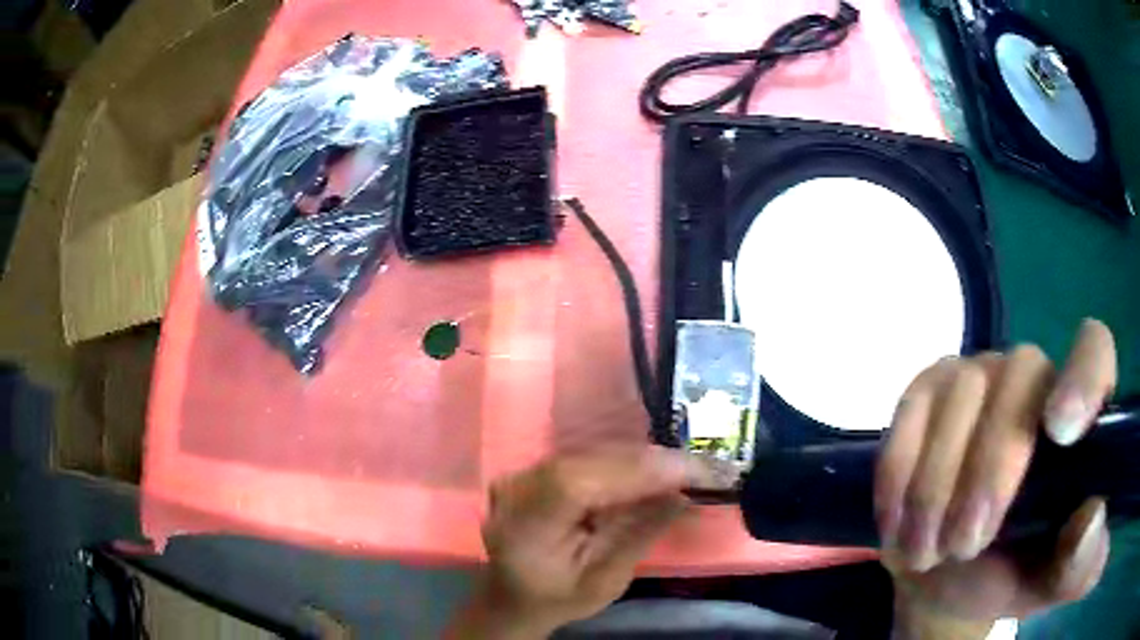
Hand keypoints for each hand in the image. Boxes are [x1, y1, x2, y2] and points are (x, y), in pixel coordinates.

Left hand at [450, 447, 737, 638]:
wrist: (512, 596)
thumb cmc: (556, 598)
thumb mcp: (604, 581)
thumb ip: (639, 535)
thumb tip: (683, 495)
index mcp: (527, 524)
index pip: (581, 484)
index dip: (638, 471)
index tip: (691, 471)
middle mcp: (518, 488)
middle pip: (590, 462)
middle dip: (650, 463)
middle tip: (702, 467)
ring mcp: (523, 474)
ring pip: (591, 454)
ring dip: (642, 460)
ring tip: (688, 467)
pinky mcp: (535, 471)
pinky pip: (586, 458)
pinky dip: (623, 463)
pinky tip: (655, 468)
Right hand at [877, 319, 1115, 628]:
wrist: (946, 577)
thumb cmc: (1012, 574)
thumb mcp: (1050, 582)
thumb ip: (1080, 563)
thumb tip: (1091, 517)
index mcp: (1080, 416)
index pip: (1093, 351)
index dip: (1083, 376)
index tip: (1061, 431)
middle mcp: (1034, 378)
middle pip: (1019, 377)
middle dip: (988, 470)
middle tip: (963, 547)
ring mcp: (978, 377)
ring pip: (960, 394)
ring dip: (935, 488)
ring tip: (926, 552)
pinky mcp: (927, 392)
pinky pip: (909, 412)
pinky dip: (899, 474)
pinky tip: (897, 523)